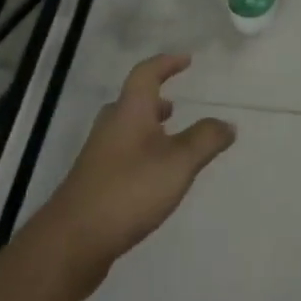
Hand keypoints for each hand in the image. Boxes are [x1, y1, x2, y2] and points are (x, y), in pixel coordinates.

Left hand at [28, 54, 235, 294]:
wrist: (74, 239)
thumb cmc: (129, 190)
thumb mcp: (179, 163)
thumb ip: (205, 140)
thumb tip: (227, 123)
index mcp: (129, 113)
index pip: (146, 75)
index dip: (166, 64)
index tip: (186, 60)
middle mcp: (110, 128)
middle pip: (131, 103)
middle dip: (154, 100)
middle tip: (175, 106)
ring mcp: (98, 156)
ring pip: (125, 130)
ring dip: (148, 128)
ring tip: (169, 139)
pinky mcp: (94, 183)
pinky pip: (122, 154)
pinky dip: (141, 152)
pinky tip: (154, 176)